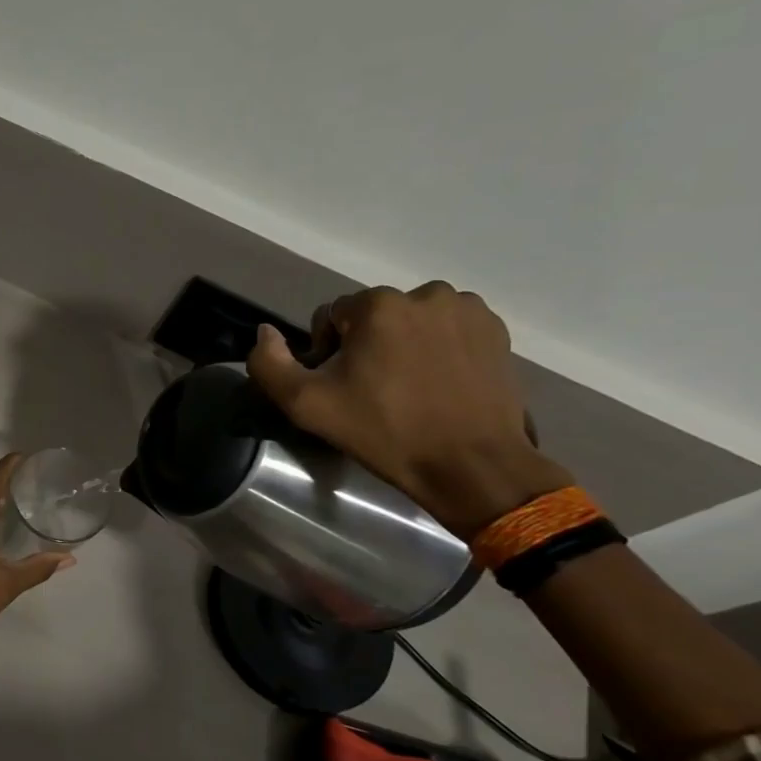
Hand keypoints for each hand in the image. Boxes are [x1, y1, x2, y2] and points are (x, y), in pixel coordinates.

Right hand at [246, 284, 572, 536]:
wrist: (471, 465)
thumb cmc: (385, 432)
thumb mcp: (306, 405)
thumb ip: (269, 364)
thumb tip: (264, 332)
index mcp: (378, 305)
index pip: (331, 316)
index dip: (327, 352)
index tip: (341, 388)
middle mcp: (426, 294)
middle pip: (374, 316)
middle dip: (367, 346)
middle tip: (373, 392)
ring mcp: (466, 311)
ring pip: (412, 321)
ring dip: (403, 344)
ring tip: (409, 388)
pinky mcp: (496, 331)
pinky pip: (449, 329)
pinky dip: (439, 348)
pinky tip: (439, 384)